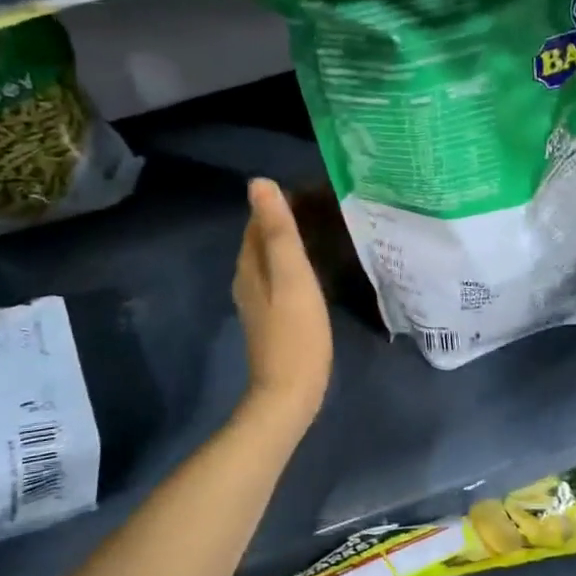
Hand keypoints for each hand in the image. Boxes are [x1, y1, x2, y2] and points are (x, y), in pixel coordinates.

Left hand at [233, 178, 332, 427]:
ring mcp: (259, 301)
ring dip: (293, 242)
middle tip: (328, 207)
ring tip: (328, 231)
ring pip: (273, 258)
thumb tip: (259, 183)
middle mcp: (247, 279)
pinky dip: (297, 264)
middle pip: (263, 238)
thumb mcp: (292, 276)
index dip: (282, 201)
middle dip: (288, 218)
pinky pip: (282, 278)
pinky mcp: (273, 318)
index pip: (258, 219)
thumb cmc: (296, 333)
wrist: (290, 393)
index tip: (316, 190)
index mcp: (249, 265)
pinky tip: (318, 268)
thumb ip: (278, 231)